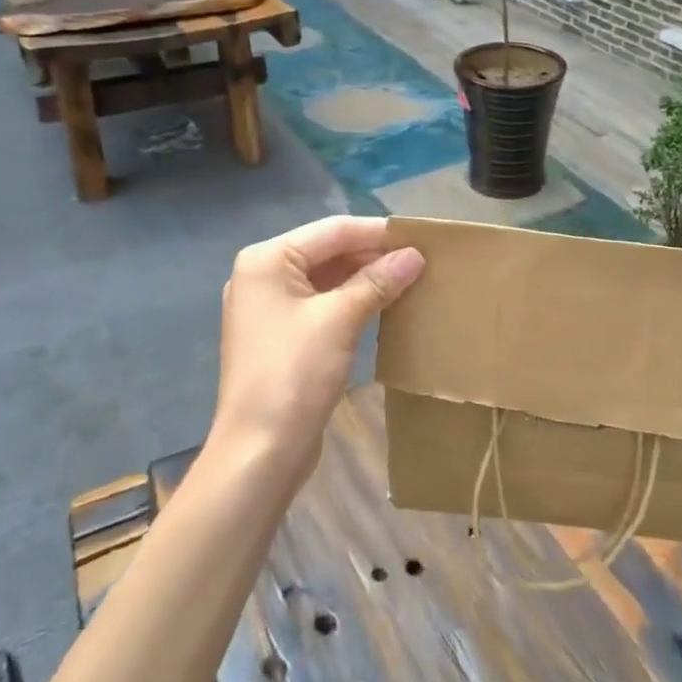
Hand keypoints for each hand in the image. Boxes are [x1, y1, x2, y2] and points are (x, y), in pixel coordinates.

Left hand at [212, 216, 424, 487]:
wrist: (259, 452)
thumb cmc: (295, 374)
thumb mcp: (340, 320)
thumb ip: (378, 281)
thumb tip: (415, 255)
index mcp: (267, 259)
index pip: (333, 230)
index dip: (379, 232)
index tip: (422, 237)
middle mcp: (262, 274)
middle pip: (328, 250)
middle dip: (373, 254)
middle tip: (421, 260)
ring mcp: (268, 306)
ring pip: (326, 277)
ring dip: (365, 278)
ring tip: (410, 279)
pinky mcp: (280, 334)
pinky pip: (321, 303)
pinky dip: (351, 300)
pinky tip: (384, 304)